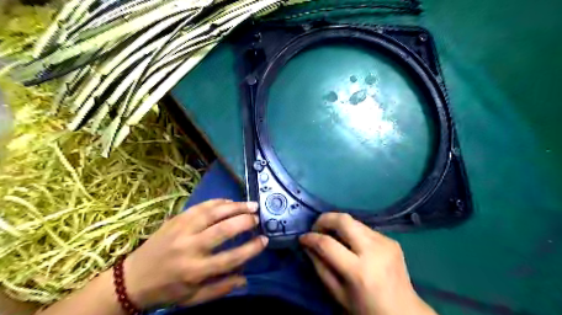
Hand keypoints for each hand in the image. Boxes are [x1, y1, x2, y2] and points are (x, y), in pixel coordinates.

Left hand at [123, 201, 265, 308]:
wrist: (132, 279)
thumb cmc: (167, 290)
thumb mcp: (193, 298)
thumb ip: (221, 288)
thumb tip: (246, 278)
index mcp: (195, 271)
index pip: (230, 258)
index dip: (251, 248)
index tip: (264, 240)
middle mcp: (190, 248)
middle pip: (223, 230)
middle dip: (245, 221)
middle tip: (258, 217)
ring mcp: (182, 230)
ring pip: (213, 213)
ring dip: (235, 207)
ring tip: (250, 205)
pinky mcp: (177, 219)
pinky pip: (201, 206)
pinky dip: (219, 202)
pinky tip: (230, 202)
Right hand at [300, 212, 436, 313]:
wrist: (404, 314)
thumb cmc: (367, 309)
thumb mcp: (338, 294)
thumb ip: (320, 267)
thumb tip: (307, 245)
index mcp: (359, 271)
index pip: (327, 244)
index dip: (311, 238)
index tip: (302, 238)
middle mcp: (374, 250)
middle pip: (343, 220)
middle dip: (324, 219)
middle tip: (316, 228)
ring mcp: (385, 242)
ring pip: (353, 220)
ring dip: (338, 225)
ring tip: (331, 235)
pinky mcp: (391, 240)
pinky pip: (364, 228)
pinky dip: (352, 232)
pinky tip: (351, 243)